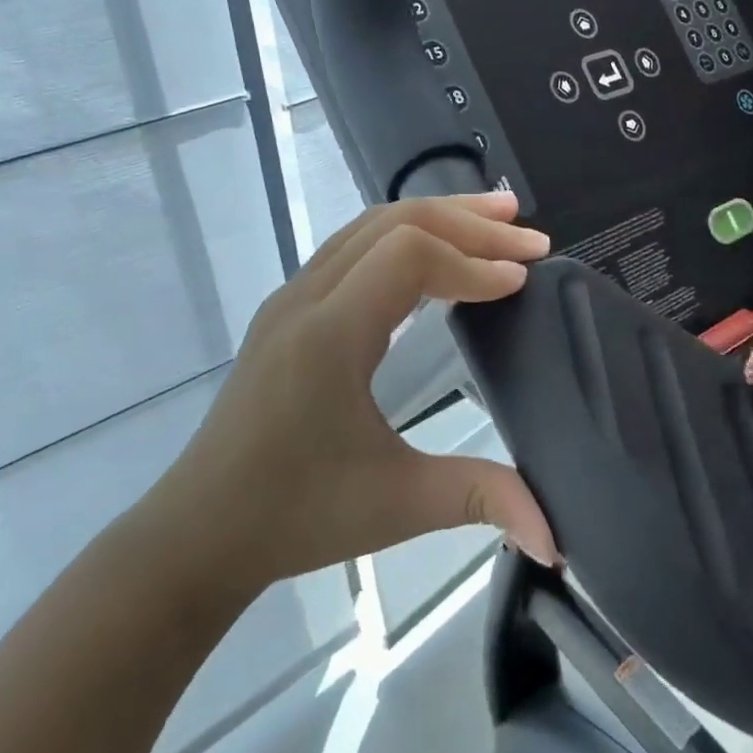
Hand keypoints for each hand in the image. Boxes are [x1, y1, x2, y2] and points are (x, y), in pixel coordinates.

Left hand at [140, 192, 557, 611]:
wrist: (197, 532)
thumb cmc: (294, 516)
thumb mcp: (397, 506)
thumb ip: (481, 499)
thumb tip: (555, 534)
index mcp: (329, 335)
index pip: (410, 257)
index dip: (473, 261)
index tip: (521, 282)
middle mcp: (306, 299)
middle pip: (393, 223)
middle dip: (466, 221)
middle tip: (527, 234)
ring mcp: (291, 298)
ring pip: (369, 226)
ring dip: (435, 218)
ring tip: (493, 221)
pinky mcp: (288, 310)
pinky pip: (352, 247)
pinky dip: (405, 237)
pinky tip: (434, 255)